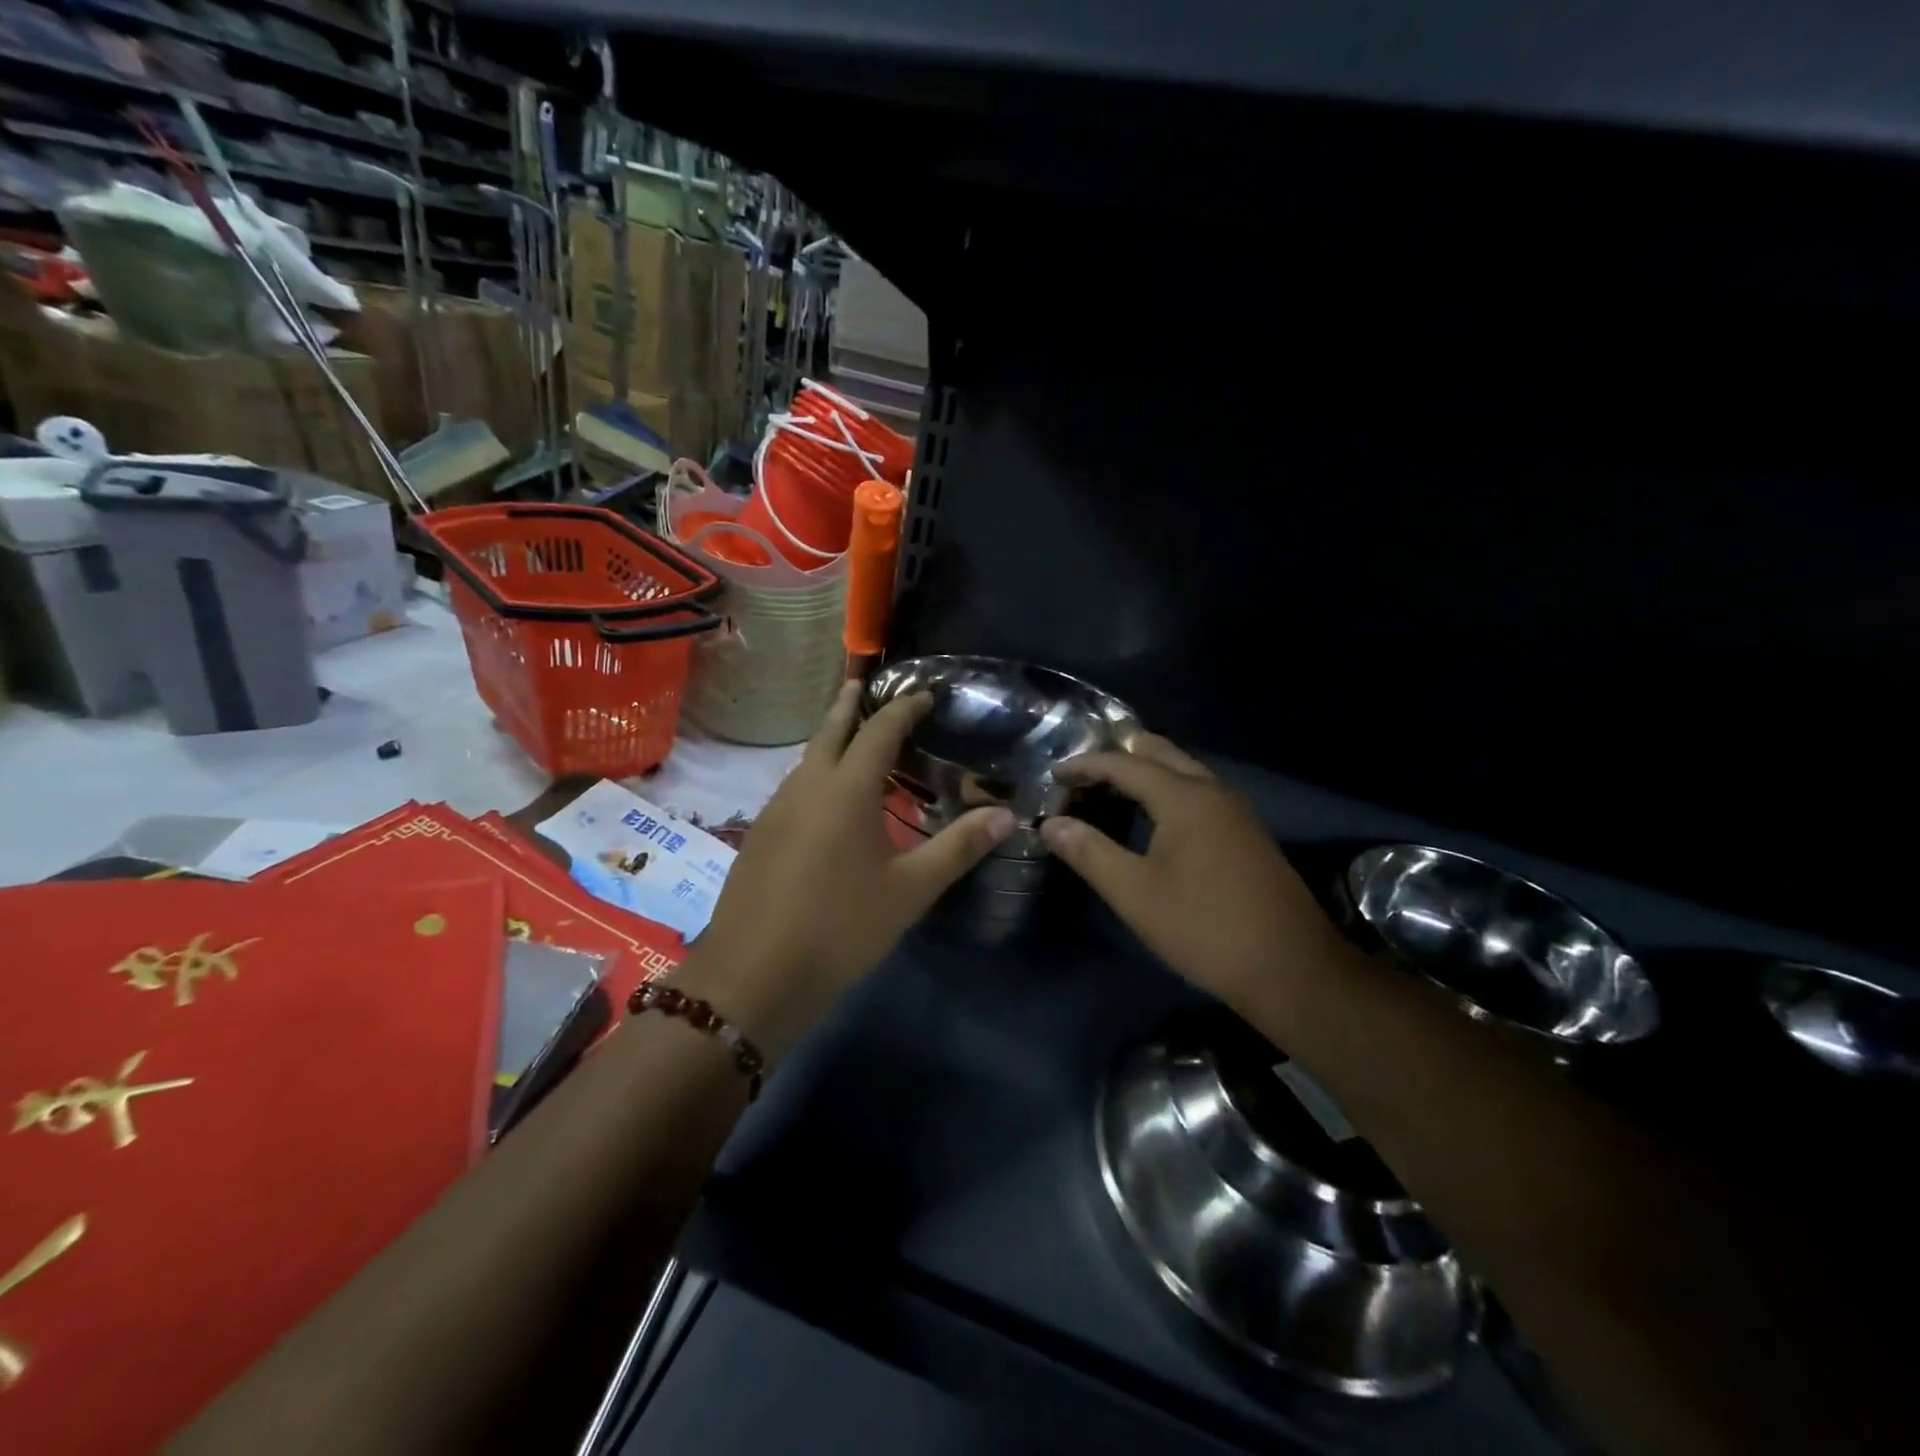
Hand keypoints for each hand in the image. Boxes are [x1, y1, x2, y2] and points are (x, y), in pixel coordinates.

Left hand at [677, 681, 1015, 1060]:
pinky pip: (794, 786)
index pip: (879, 729)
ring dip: (831, 739)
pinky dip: (816, 772)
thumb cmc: (841, 927)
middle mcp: (807, 785)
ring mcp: (776, 809)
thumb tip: (1007, 815)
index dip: (904, 708)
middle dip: (851, 704)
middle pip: (830, 730)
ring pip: (808, 758)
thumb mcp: (910, 889)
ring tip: (853, 738)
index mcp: (846, 788)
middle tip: (866, 685)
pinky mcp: (759, 834)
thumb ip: (959, 847)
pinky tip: (826, 797)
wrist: (754, 976)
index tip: (926, 695)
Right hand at [1040, 735, 1346, 1010]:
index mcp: (1185, 797)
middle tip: (1081, 771)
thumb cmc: (1204, 928)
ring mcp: (1235, 811)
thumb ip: (1089, 852)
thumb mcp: (1135, 893)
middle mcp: (1213, 791)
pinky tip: (1151, 815)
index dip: (1086, 765)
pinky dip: (1166, 789)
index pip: (1125, 763)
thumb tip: (1051, 824)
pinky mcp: (1246, 832)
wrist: (1291, 969)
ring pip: (1183, 771)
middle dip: (1118, 755)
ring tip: (1107, 787)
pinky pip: (1198, 791)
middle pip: (1159, 753)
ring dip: (1144, 771)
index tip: (1053, 774)